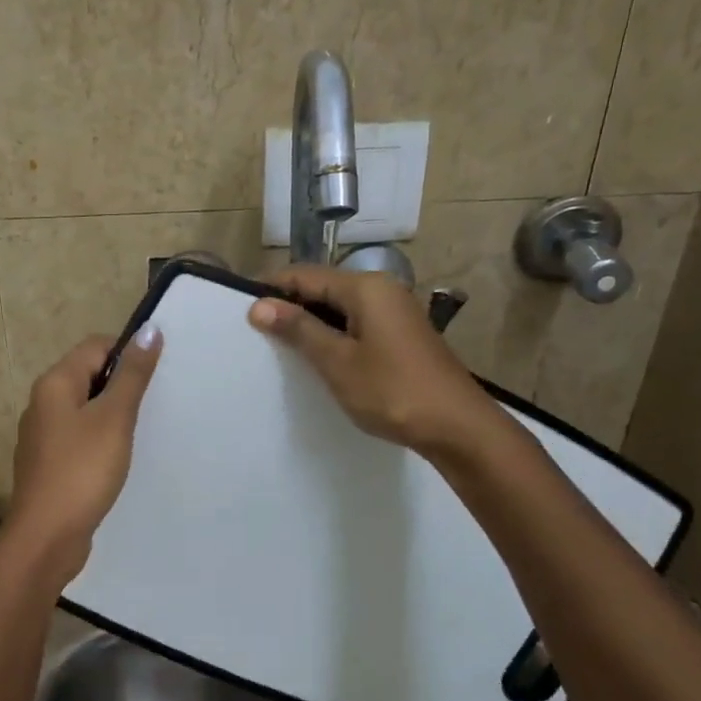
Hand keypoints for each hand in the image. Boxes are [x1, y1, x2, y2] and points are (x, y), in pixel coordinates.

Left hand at [4, 325, 163, 583]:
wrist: (46, 537)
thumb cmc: (82, 470)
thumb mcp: (114, 418)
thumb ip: (132, 375)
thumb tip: (148, 329)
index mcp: (54, 384)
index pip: (95, 347)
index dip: (128, 352)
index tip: (158, 374)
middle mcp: (42, 403)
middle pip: (88, 376)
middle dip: (122, 384)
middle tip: (156, 403)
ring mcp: (43, 436)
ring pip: (84, 409)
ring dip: (112, 414)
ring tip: (142, 430)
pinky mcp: (49, 464)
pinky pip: (79, 437)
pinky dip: (100, 439)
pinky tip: (119, 458)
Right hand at [248, 265, 493, 456]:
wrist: (457, 426)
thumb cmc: (392, 391)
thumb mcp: (338, 361)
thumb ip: (299, 329)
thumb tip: (259, 305)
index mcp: (366, 288)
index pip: (306, 275)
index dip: (273, 288)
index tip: (243, 310)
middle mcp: (382, 289)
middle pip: (324, 287)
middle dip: (291, 305)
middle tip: (258, 333)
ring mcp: (395, 312)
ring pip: (341, 307)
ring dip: (312, 322)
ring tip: (282, 347)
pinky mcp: (402, 334)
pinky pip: (357, 323)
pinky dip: (334, 334)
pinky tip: (320, 357)